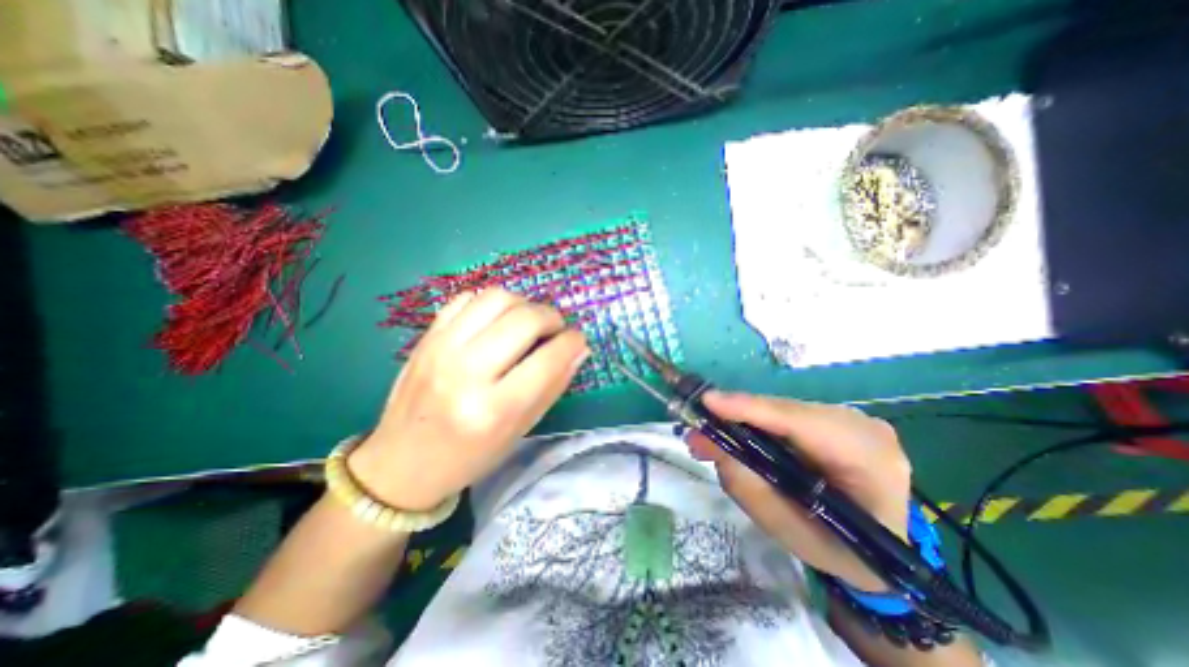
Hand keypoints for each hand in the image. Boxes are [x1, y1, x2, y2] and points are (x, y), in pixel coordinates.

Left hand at [348, 290, 590, 512]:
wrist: (401, 463)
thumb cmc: (469, 456)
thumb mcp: (519, 430)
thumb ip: (553, 386)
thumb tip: (579, 349)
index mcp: (493, 409)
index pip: (548, 359)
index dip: (572, 342)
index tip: (577, 340)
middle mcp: (466, 372)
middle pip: (524, 319)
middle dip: (552, 317)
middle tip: (556, 329)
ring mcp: (441, 348)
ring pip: (496, 298)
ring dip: (524, 304)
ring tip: (528, 322)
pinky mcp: (426, 337)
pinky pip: (466, 298)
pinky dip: (491, 303)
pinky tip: (497, 322)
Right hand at [689, 392, 913, 589]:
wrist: (881, 548)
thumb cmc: (839, 550)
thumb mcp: (791, 533)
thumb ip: (749, 488)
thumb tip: (710, 445)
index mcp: (871, 462)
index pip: (805, 424)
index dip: (753, 409)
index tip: (708, 402)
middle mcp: (864, 429)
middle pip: (787, 412)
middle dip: (737, 417)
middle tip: (697, 432)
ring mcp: (850, 419)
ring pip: (782, 410)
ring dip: (742, 421)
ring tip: (708, 438)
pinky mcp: (832, 418)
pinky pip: (785, 415)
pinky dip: (755, 424)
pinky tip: (734, 435)